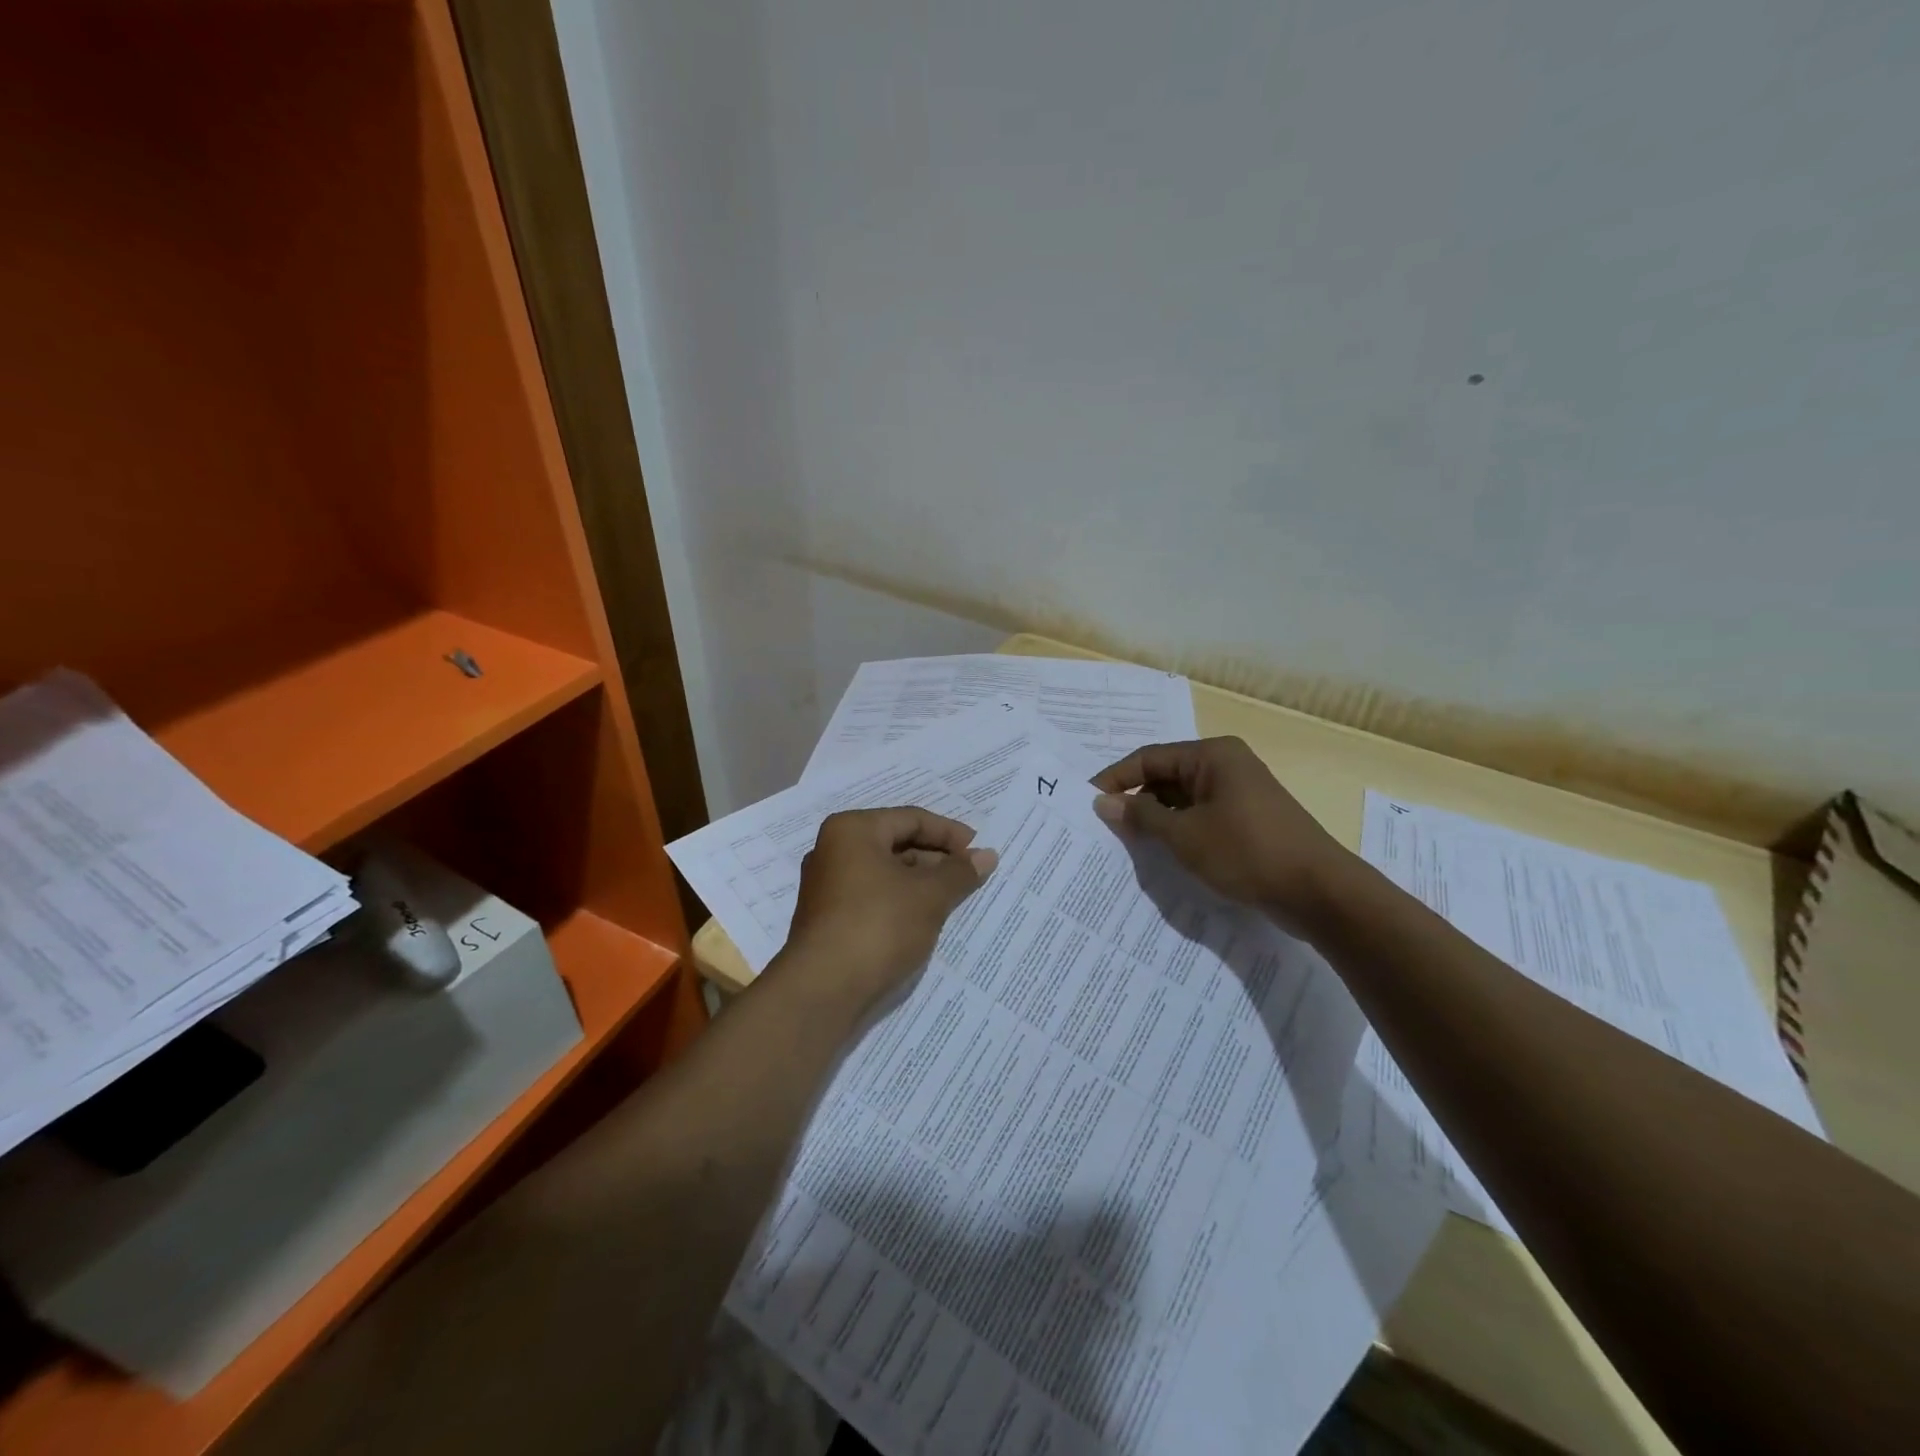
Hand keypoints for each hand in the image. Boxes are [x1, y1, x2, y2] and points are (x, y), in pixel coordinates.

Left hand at [779, 807, 997, 1016]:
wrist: (823, 990)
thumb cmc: (878, 926)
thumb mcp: (929, 896)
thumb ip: (960, 872)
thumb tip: (987, 856)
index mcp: (852, 830)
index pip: (911, 819)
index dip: (950, 834)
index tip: (979, 853)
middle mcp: (833, 850)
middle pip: (896, 843)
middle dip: (936, 859)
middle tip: (970, 877)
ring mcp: (827, 886)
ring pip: (885, 873)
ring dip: (921, 883)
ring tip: (954, 900)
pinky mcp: (828, 918)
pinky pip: (873, 897)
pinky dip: (901, 902)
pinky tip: (925, 921)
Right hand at [1092, 737, 1351, 928]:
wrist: (1318, 892)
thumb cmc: (1246, 852)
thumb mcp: (1184, 835)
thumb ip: (1140, 816)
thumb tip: (1103, 802)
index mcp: (1212, 756)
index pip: (1149, 758)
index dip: (1116, 779)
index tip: (1087, 802)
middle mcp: (1226, 766)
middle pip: (1166, 776)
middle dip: (1136, 801)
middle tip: (1105, 828)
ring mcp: (1240, 793)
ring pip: (1183, 800)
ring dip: (1157, 820)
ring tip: (1129, 844)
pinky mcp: (1249, 820)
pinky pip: (1202, 817)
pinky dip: (1180, 831)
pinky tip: (1164, 854)